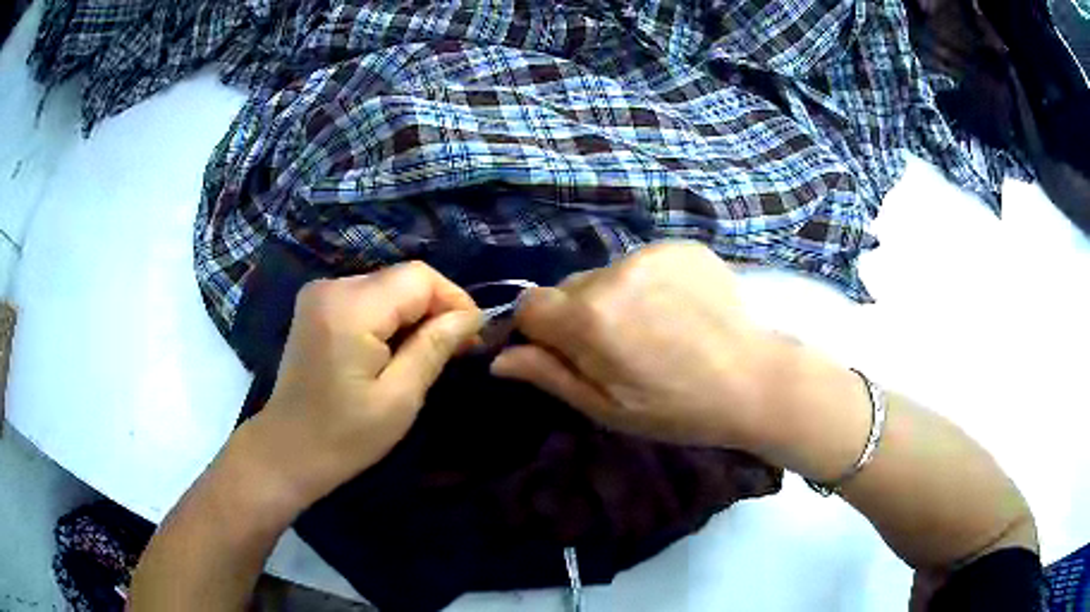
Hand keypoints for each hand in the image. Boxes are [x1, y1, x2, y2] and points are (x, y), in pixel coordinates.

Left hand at [242, 262, 482, 507]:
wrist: (287, 450)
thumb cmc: (345, 437)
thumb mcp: (400, 398)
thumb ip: (434, 347)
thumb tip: (471, 316)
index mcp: (350, 309)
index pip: (419, 277)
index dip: (454, 300)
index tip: (472, 337)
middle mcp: (332, 286)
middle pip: (402, 278)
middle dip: (435, 308)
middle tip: (456, 349)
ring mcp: (320, 293)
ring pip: (387, 286)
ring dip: (413, 314)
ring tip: (429, 351)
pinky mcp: (317, 304)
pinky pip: (368, 296)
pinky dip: (390, 317)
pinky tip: (395, 348)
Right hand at [491, 241, 794, 451]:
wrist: (755, 380)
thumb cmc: (677, 408)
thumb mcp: (607, 408)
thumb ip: (549, 375)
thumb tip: (498, 359)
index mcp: (588, 319)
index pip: (529, 305)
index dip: (539, 331)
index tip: (565, 353)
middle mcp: (611, 274)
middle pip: (568, 288)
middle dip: (578, 316)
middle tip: (618, 349)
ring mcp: (650, 254)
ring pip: (606, 274)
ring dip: (614, 298)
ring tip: (653, 329)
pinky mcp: (680, 246)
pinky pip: (643, 263)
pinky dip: (648, 283)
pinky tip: (678, 309)